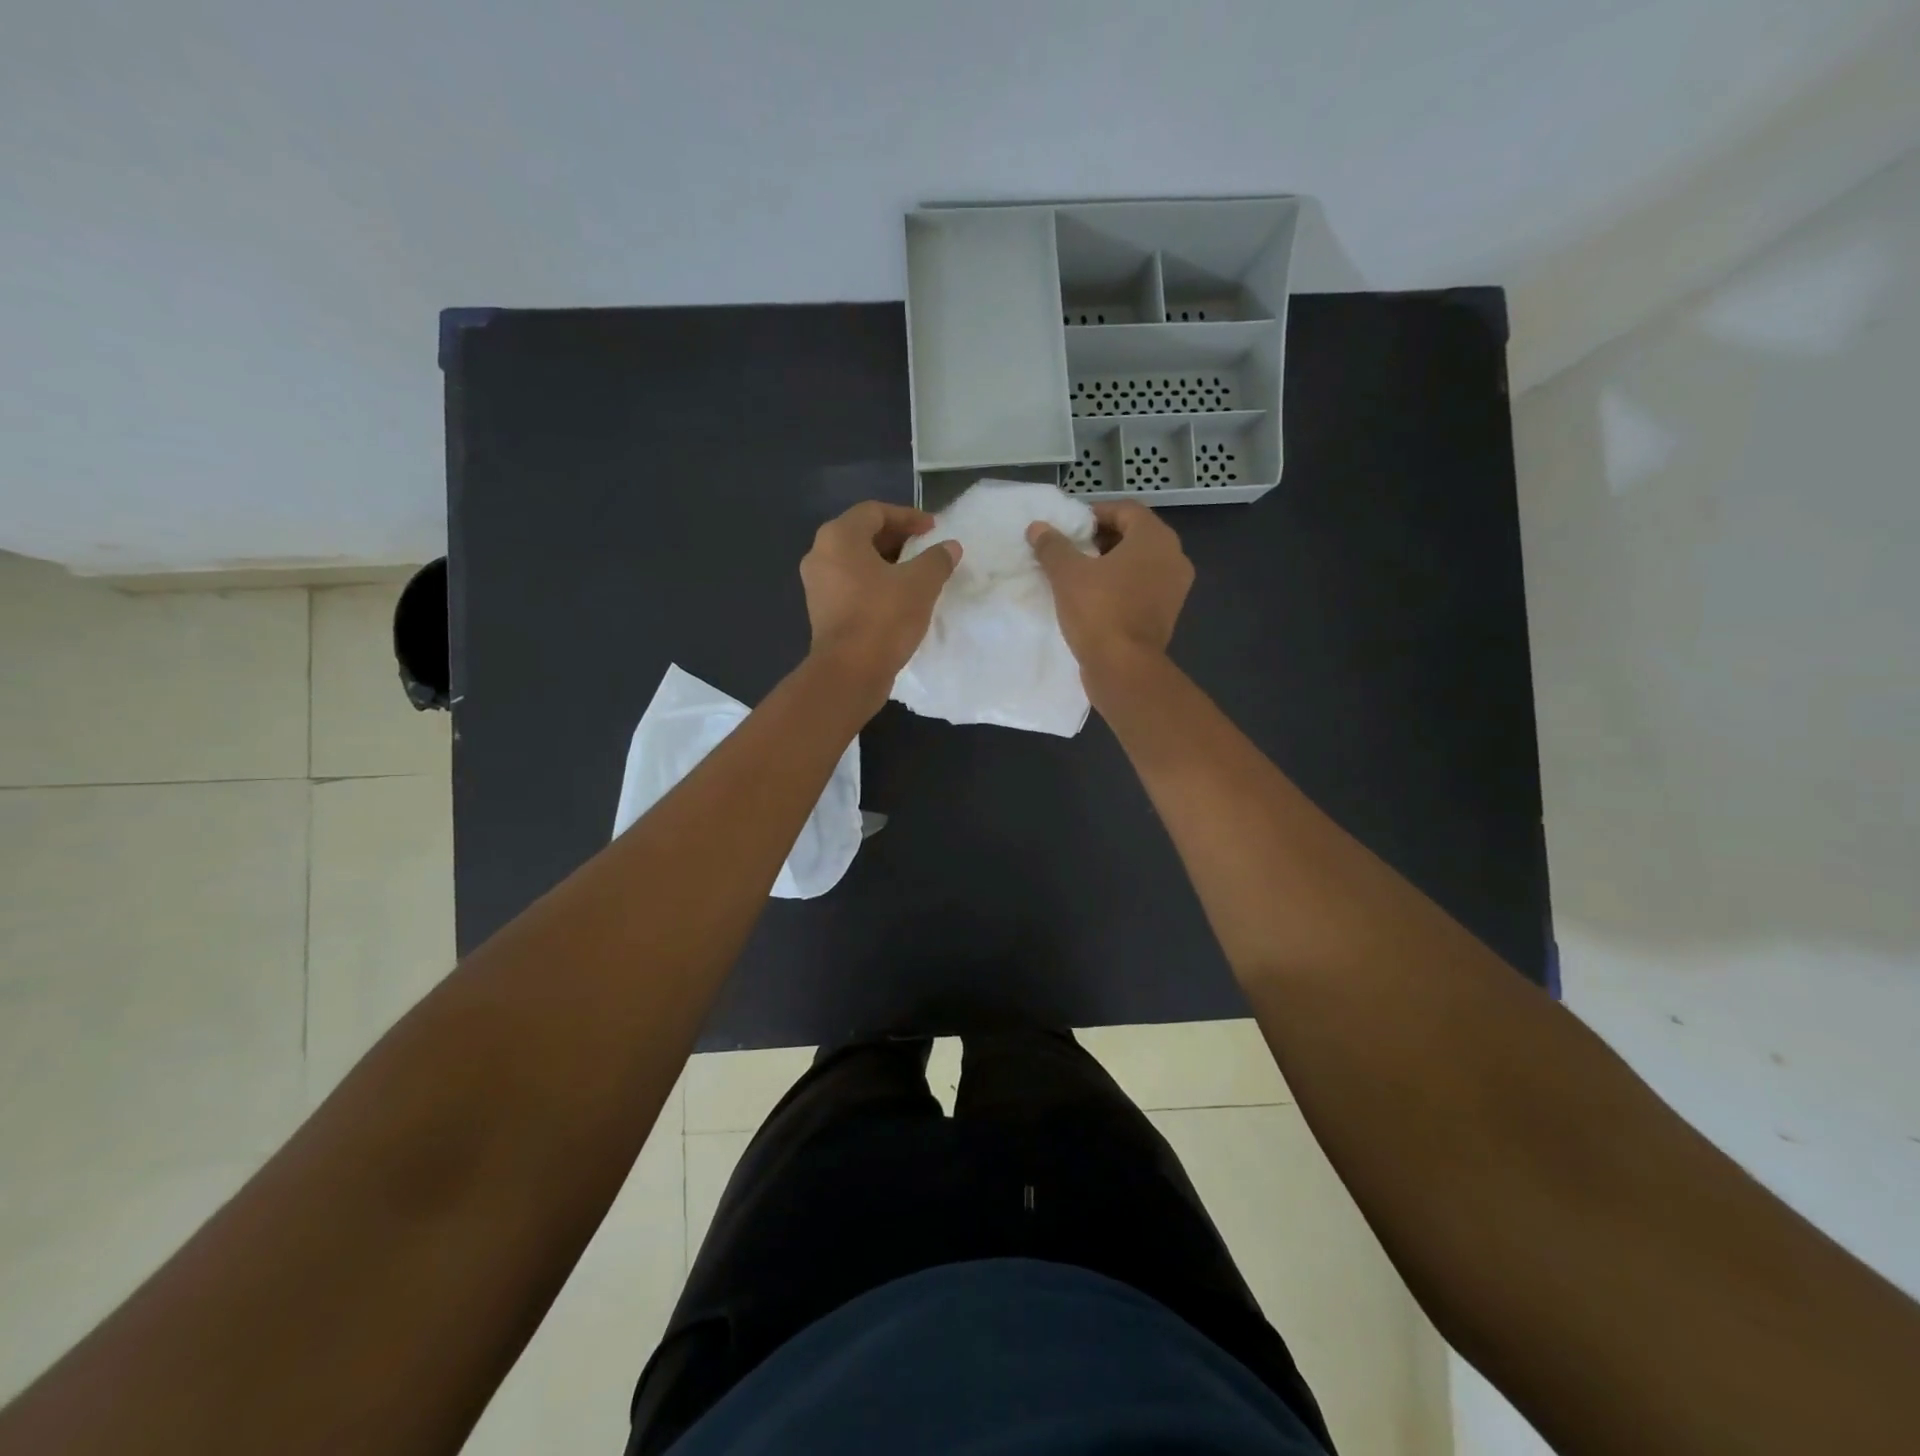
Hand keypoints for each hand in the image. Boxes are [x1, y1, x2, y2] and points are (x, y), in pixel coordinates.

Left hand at [801, 501, 960, 693]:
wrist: (849, 672)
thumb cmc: (883, 617)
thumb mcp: (920, 584)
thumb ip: (937, 559)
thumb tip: (950, 546)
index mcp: (839, 537)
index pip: (875, 511)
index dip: (907, 516)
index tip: (933, 529)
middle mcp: (820, 554)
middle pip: (862, 534)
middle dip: (897, 538)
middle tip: (925, 548)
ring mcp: (817, 584)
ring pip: (856, 561)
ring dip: (886, 563)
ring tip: (916, 574)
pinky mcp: (822, 611)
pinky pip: (851, 584)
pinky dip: (874, 583)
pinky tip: (898, 598)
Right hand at [1028, 501, 1192, 674]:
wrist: (1124, 668)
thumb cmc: (1099, 611)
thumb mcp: (1067, 574)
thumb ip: (1053, 546)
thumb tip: (1037, 527)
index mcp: (1155, 538)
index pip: (1125, 510)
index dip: (1095, 514)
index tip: (1070, 528)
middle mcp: (1173, 557)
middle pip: (1135, 535)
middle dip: (1102, 540)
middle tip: (1072, 550)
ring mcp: (1174, 588)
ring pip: (1140, 564)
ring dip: (1111, 564)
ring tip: (1079, 575)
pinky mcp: (1167, 614)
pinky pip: (1143, 588)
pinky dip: (1122, 586)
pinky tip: (1095, 598)